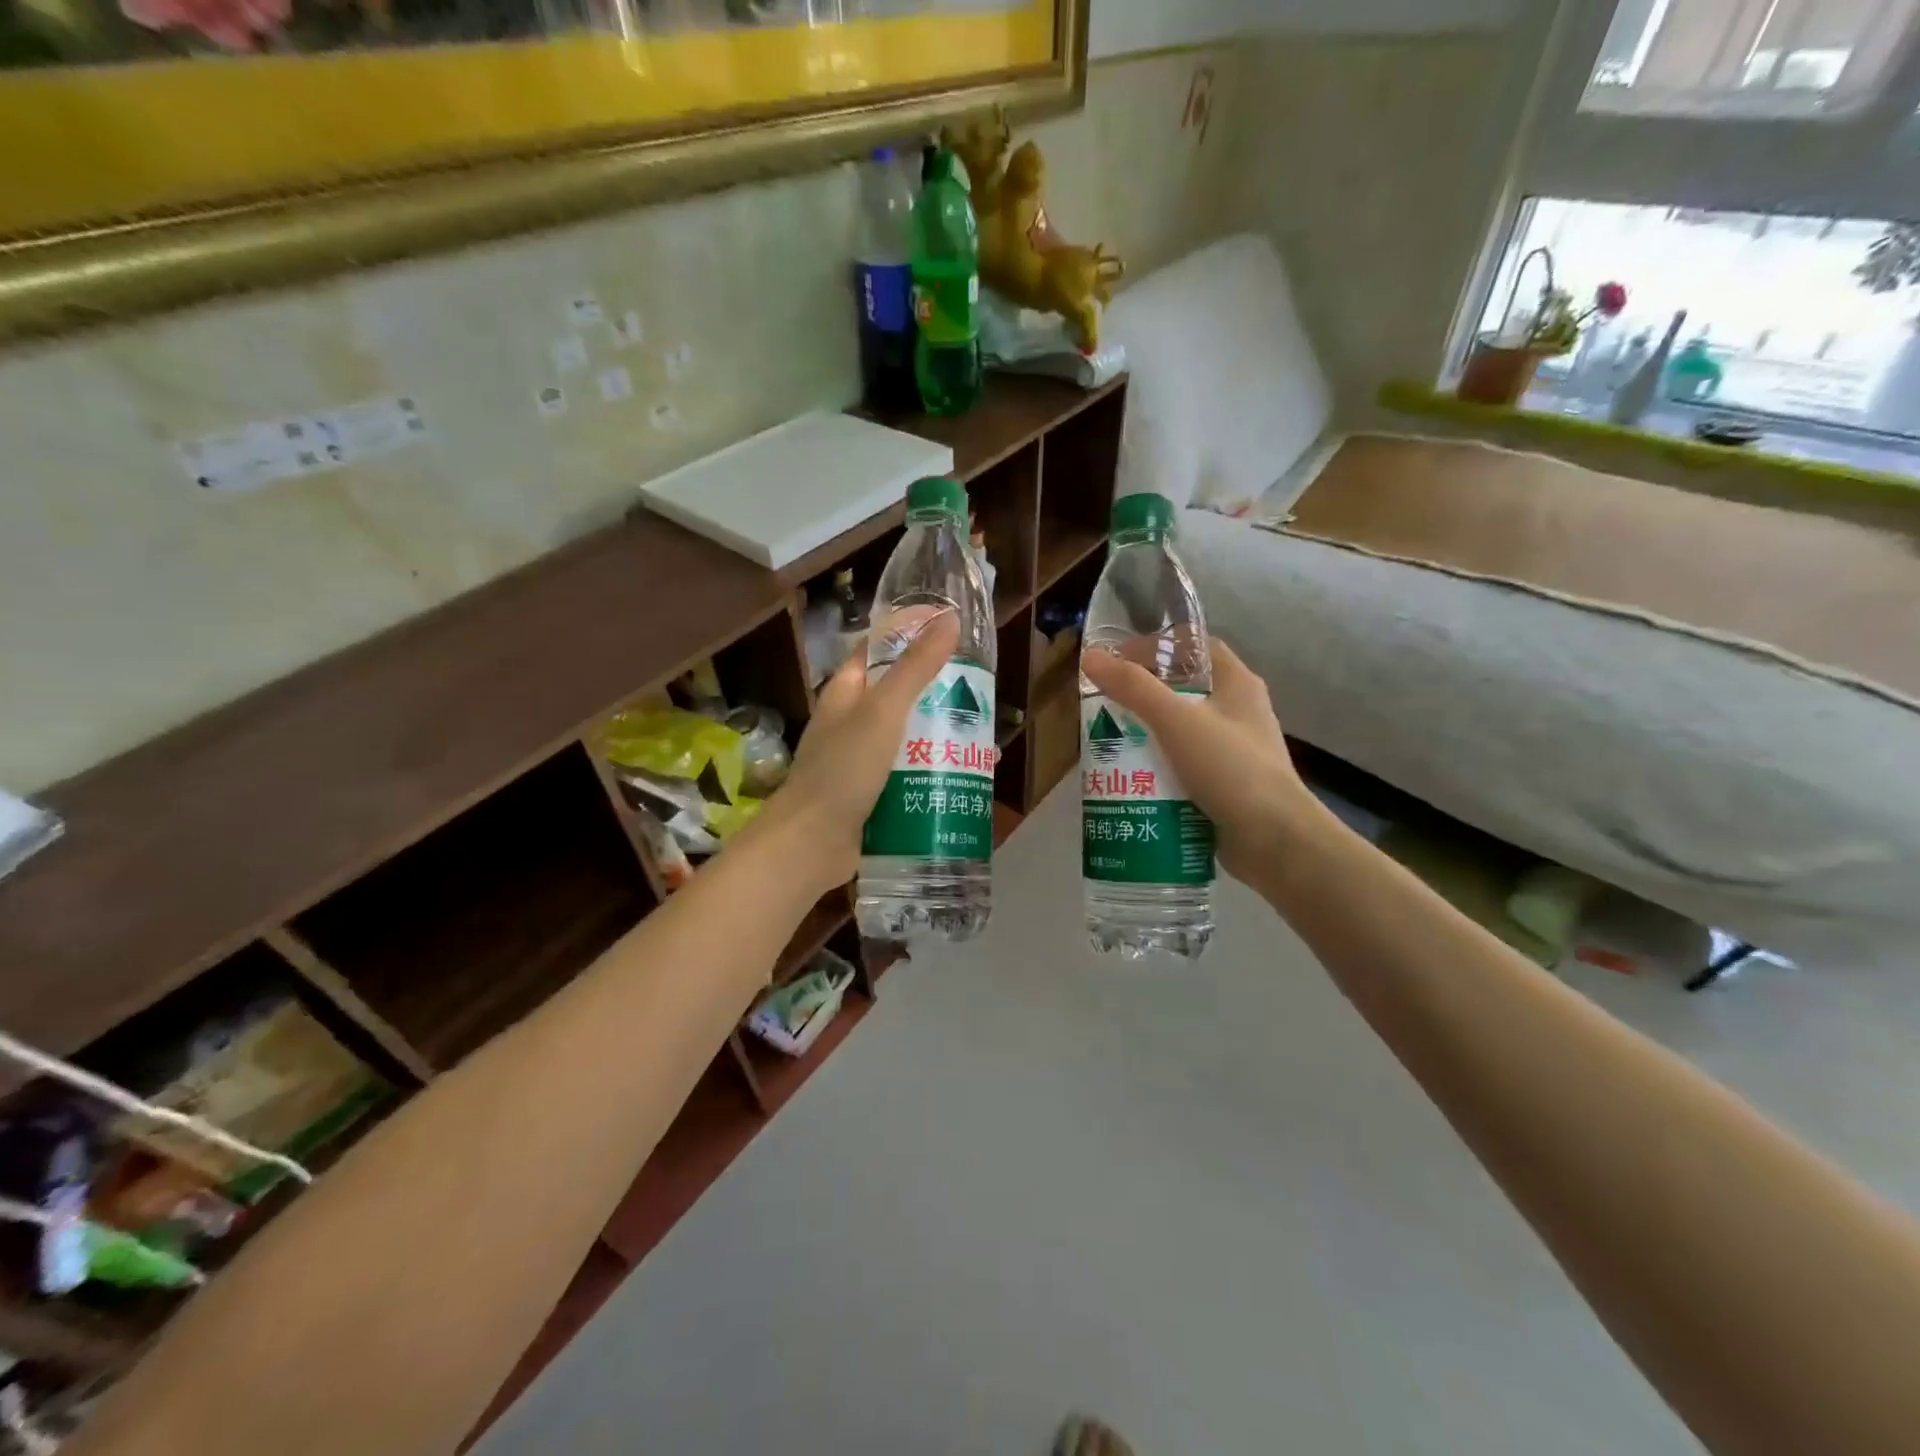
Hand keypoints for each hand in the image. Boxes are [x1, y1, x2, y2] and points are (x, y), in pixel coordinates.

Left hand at [757, 610, 961, 894]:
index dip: (911, 636)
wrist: (811, 845)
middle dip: (940, 694)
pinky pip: (911, 776)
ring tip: (987, 740)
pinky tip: (969, 779)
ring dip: (943, 737)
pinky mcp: (874, 795)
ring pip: (910, 738)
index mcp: (846, 693)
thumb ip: (915, 667)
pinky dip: (936, 774)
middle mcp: (853, 722)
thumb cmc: (843, 770)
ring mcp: (863, 761)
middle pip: (901, 696)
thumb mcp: (883, 712)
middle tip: (984, 693)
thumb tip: (950, 618)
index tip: (954, 633)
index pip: (879, 651)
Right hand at [1080, 637, 1317, 883]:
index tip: (1120, 658)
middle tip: (1106, 705)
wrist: (1274, 840)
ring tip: (1110, 744)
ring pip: (1181, 733)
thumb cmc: (1230, 768)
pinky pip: (1184, 768)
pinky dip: (1157, 770)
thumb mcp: (1176, 720)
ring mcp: (1234, 752)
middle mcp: (1239, 713)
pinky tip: (1130, 780)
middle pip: (1184, 691)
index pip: (1197, 647)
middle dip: (1143, 696)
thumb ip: (1133, 688)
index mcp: (1238, 684)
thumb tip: (1090, 657)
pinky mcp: (1225, 786)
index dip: (1159, 646)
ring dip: (1146, 736)